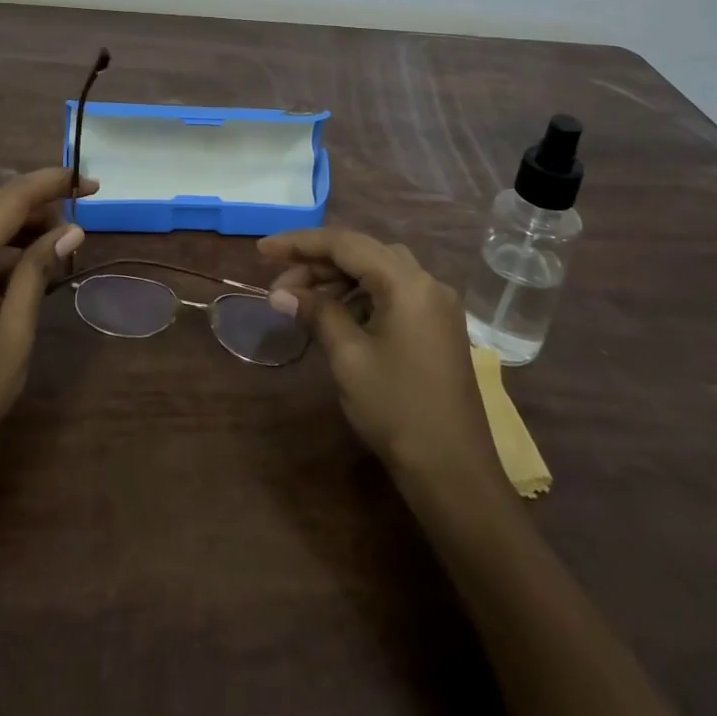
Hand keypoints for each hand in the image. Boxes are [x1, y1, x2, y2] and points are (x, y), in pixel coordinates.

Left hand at [0, 167, 92, 494]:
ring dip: (12, 221)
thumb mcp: (16, 331)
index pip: (7, 200)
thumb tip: (71, 230)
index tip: (88, 182)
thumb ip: (39, 270)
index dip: (50, 183)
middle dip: (31, 200)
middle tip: (73, 219)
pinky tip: (21, 267)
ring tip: (53, 242)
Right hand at [261, 227, 492, 482]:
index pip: (345, 244)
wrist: (454, 472)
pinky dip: (360, 296)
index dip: (300, 243)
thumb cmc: (397, 410)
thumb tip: (281, 294)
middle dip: (317, 263)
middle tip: (279, 287)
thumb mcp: (349, 357)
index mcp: (407, 283)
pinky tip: (336, 316)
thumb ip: (316, 313)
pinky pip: (393, 293)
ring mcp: (436, 305)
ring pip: (378, 271)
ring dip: (337, 279)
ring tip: (301, 302)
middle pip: (363, 253)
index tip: (262, 250)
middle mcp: (427, 282)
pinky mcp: (437, 326)